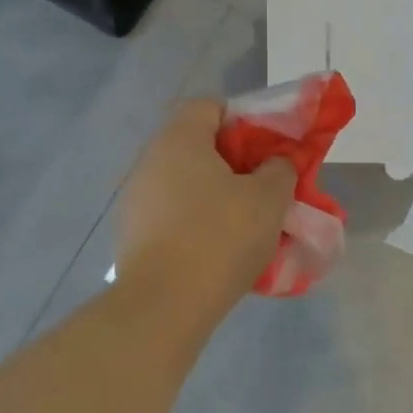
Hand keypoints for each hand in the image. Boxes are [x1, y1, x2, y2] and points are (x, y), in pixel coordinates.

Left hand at [116, 99, 296, 317]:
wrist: (165, 306)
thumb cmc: (221, 236)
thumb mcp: (270, 198)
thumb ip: (280, 169)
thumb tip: (276, 162)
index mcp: (179, 140)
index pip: (209, 106)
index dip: (242, 119)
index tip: (266, 148)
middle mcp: (150, 161)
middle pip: (196, 145)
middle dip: (233, 162)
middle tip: (263, 186)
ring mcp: (136, 199)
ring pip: (185, 183)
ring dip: (215, 194)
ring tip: (246, 221)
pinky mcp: (132, 234)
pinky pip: (173, 214)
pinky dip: (196, 221)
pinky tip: (219, 248)